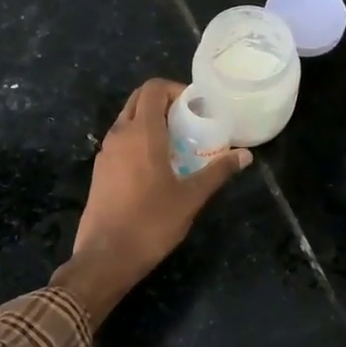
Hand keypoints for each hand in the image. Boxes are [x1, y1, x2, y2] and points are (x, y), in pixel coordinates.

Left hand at [55, 78, 250, 322]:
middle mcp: (119, 134)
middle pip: (139, 100)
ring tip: (178, 144)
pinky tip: (157, 166)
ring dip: (151, 122)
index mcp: (141, 133)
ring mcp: (105, 153)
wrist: (105, 257)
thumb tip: (245, 156)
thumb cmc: (151, 223)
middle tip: (189, 122)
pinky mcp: (100, 171)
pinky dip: (139, 140)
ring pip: (127, 120)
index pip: (153, 88)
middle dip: (164, 103)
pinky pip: (121, 141)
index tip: (197, 107)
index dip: (176, 90)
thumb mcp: (191, 197)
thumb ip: (218, 172)